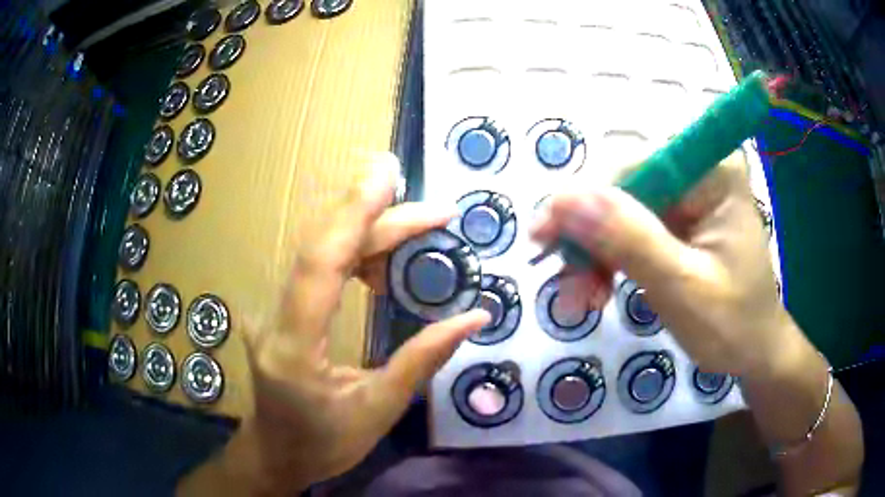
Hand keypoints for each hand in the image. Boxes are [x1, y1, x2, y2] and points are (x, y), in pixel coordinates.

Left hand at [180, 154, 489, 494]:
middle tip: (432, 209)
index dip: (355, 214)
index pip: (320, 263)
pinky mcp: (278, 309)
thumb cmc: (324, 443)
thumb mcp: (378, 411)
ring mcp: (270, 310)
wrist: (276, 452)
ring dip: (369, 231)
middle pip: (322, 247)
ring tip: (420, 226)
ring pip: (318, 250)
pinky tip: (384, 257)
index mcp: (294, 347)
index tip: (391, 178)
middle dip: (377, 217)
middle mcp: (273, 317)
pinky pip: (316, 267)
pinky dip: (354, 252)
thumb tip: (475, 316)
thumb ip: (422, 360)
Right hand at [531, 153, 793, 376]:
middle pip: (621, 185)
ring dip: (592, 254)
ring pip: (617, 209)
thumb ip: (630, 241)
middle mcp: (697, 169)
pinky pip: (627, 228)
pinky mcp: (675, 219)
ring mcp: (685, 194)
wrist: (753, 351)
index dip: (583, 197)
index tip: (543, 239)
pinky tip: (597, 291)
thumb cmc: (733, 325)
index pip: (633, 164)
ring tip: (581, 300)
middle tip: (565, 286)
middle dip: (588, 236)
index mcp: (713, 171)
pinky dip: (606, 261)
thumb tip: (565, 199)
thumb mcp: (683, 288)